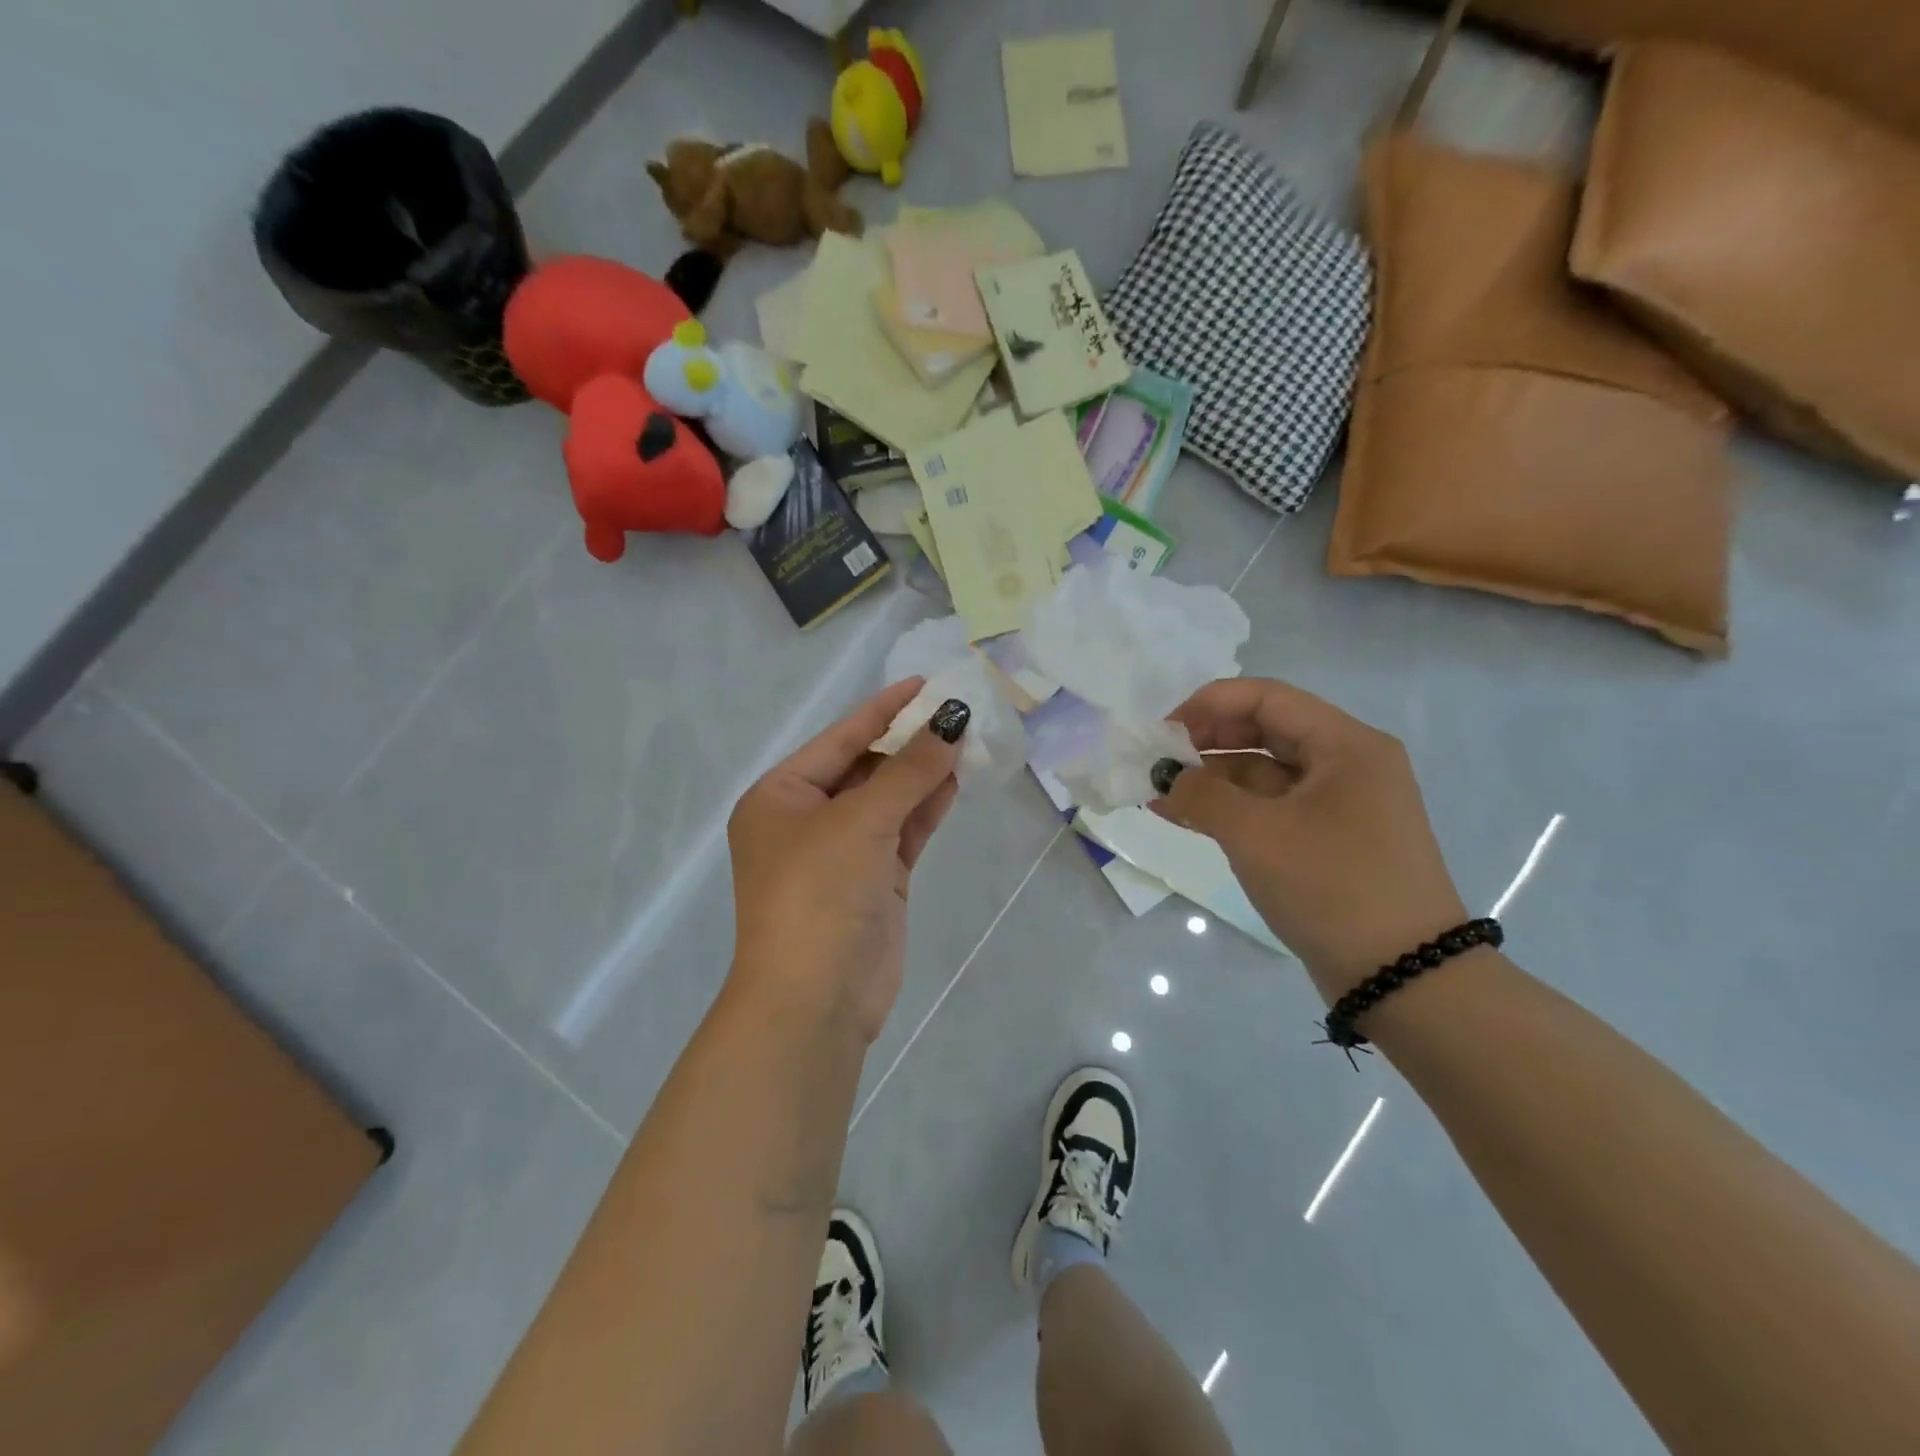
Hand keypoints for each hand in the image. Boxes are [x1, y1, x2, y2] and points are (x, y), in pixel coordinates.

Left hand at [727, 679, 967, 1042]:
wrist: (816, 998)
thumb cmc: (819, 892)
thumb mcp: (861, 821)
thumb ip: (909, 769)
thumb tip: (951, 722)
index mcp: (780, 796)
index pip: (839, 739)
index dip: (883, 709)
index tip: (926, 683)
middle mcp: (807, 819)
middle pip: (865, 767)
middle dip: (909, 742)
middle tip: (956, 712)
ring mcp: (842, 852)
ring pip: (889, 800)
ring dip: (923, 773)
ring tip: (966, 740)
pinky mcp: (873, 881)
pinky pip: (903, 831)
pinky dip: (927, 808)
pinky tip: (956, 780)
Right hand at [1153, 677, 1468, 1003]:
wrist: (1403, 978)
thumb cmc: (1332, 887)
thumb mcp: (1256, 834)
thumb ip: (1202, 794)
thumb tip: (1165, 777)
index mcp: (1346, 745)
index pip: (1266, 697)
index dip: (1208, 705)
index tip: (1162, 730)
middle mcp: (1348, 765)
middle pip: (1265, 731)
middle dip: (1206, 742)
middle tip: (1158, 762)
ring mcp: (1340, 805)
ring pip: (1264, 773)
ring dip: (1212, 779)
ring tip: (1159, 794)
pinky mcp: (1330, 841)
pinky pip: (1272, 808)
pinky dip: (1231, 810)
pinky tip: (1185, 817)